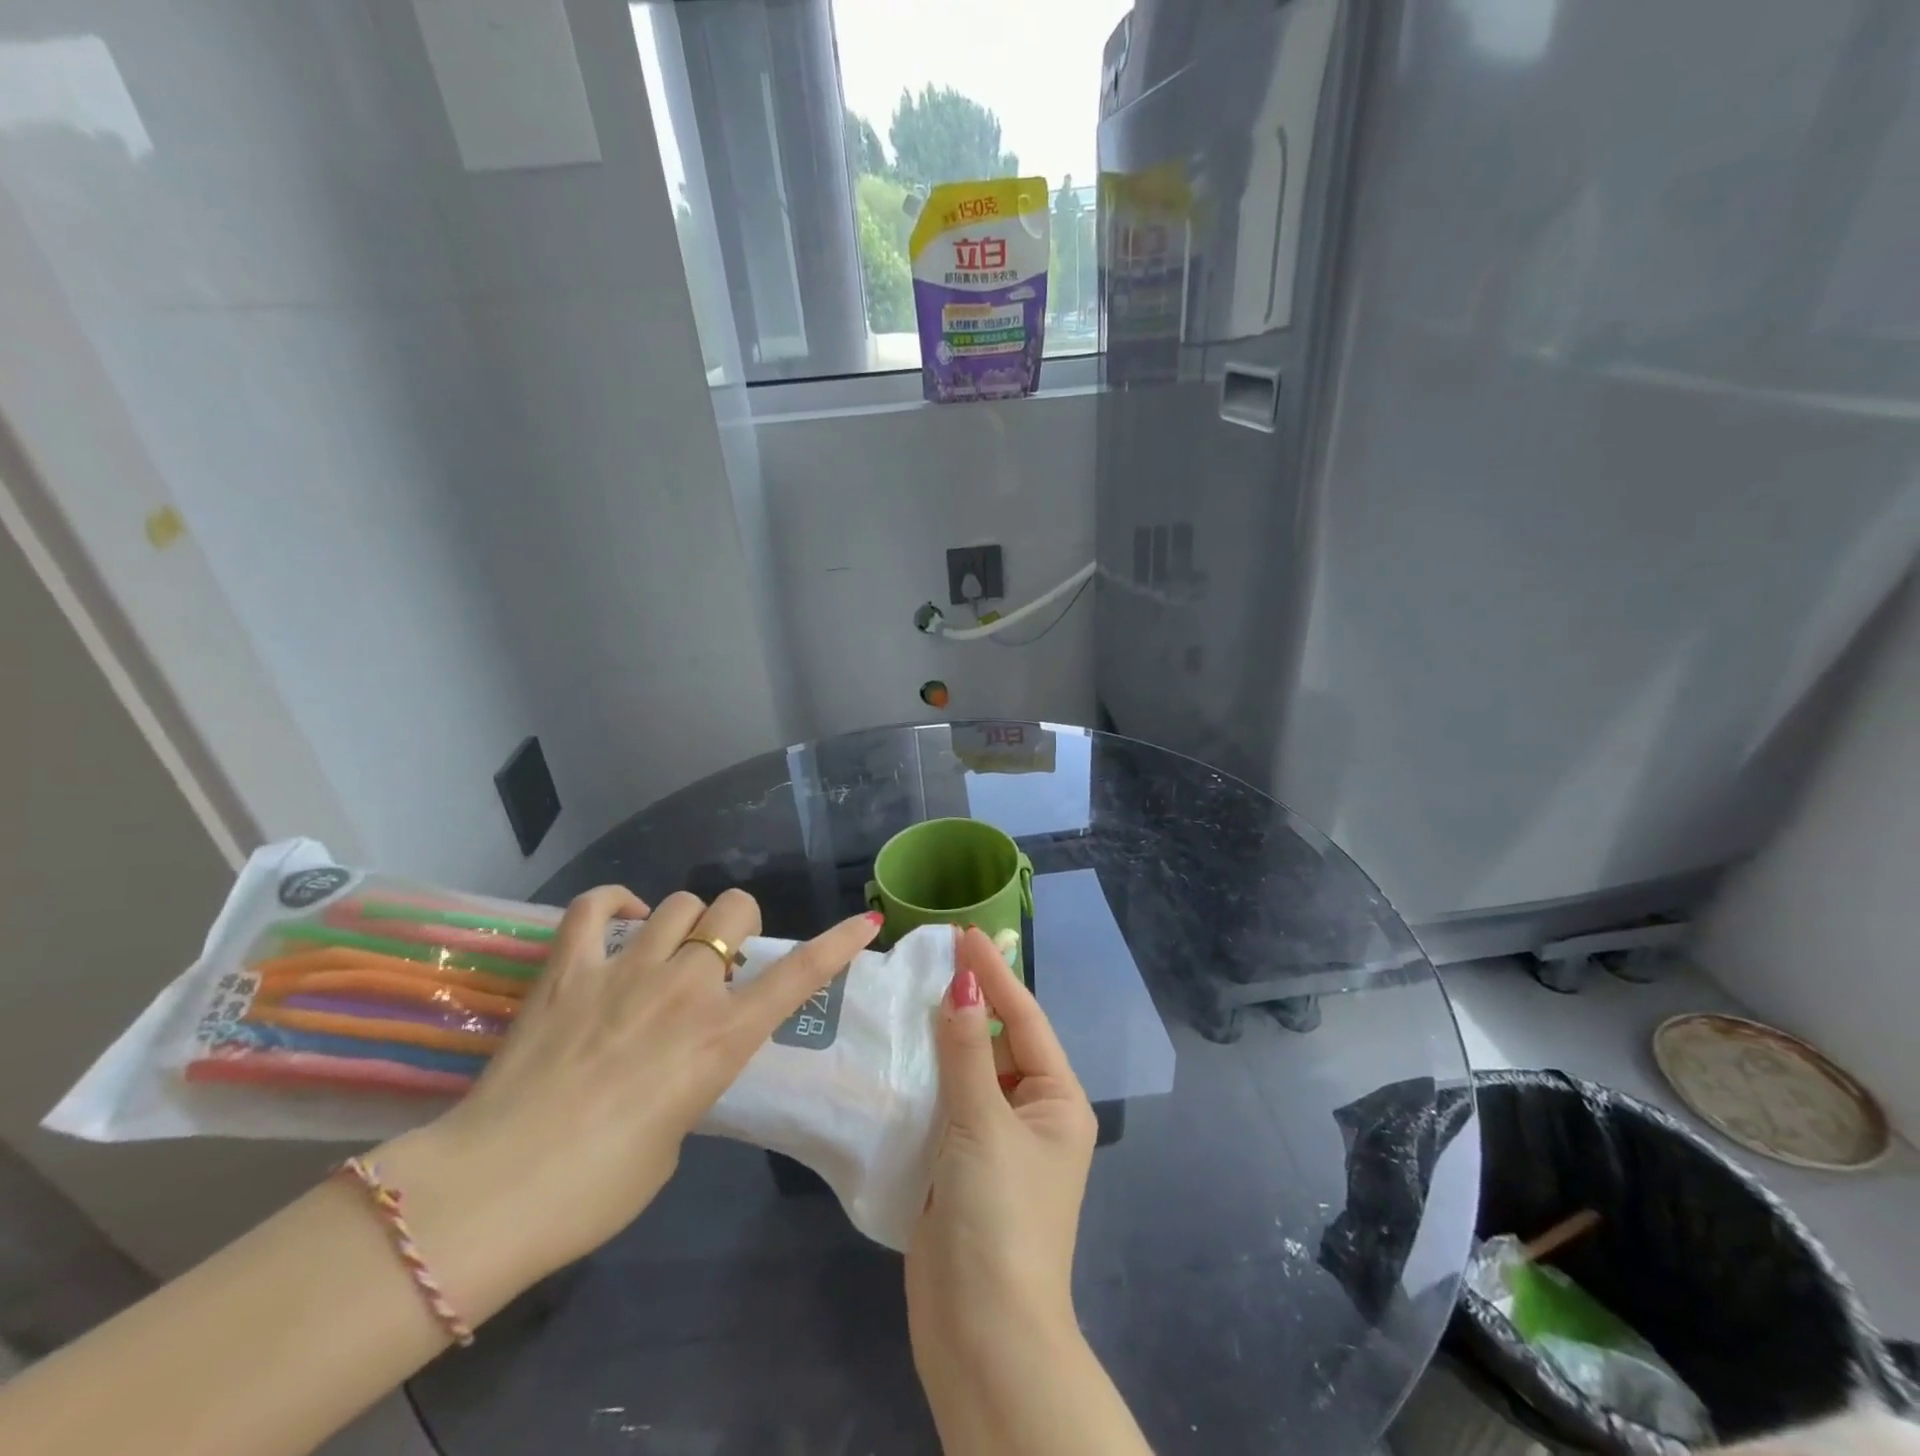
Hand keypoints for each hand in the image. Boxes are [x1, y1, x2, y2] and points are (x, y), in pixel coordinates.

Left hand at [380, 886, 881, 1311]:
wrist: (494, 1192)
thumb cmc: (598, 1188)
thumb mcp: (675, 1135)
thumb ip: (690, 1077)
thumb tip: (674, 1056)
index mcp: (721, 1038)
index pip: (799, 975)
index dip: (837, 945)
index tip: (864, 922)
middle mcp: (684, 990)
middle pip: (735, 910)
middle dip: (738, 926)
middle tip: (719, 960)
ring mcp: (624, 971)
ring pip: (679, 903)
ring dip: (686, 922)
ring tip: (666, 949)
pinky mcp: (567, 969)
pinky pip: (595, 906)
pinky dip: (615, 903)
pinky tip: (623, 920)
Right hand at [906, 926, 1098, 1373]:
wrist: (981, 1336)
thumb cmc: (998, 1217)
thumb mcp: (983, 1124)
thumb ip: (967, 1051)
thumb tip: (962, 985)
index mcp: (1058, 1101)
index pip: (1024, 1019)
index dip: (995, 974)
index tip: (964, 934)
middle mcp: (1033, 1115)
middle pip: (998, 1042)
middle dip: (968, 1001)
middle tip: (931, 957)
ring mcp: (996, 1142)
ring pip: (968, 1071)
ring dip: (943, 1037)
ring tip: (910, 990)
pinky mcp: (961, 1165)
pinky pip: (945, 1104)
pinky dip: (925, 1076)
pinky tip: (897, 1050)